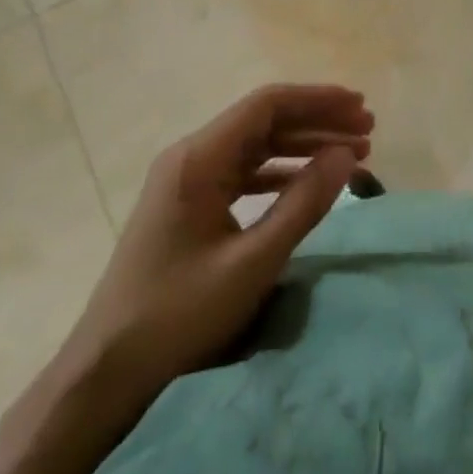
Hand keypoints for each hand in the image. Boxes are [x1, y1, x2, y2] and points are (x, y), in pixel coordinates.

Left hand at [70, 83, 374, 413]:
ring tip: (351, 153)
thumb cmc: (178, 315)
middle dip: (317, 122)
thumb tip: (346, 154)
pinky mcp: (189, 206)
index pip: (267, 105)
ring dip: (303, 146)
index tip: (360, 108)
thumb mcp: (251, 262)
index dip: (318, 100)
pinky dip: (281, 173)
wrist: (105, 373)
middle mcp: (191, 158)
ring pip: (256, 146)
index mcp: (198, 158)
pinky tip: (310, 183)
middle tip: (368, 131)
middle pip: (264, 121)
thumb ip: (303, 204)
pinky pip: (243, 173)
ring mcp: (187, 182)